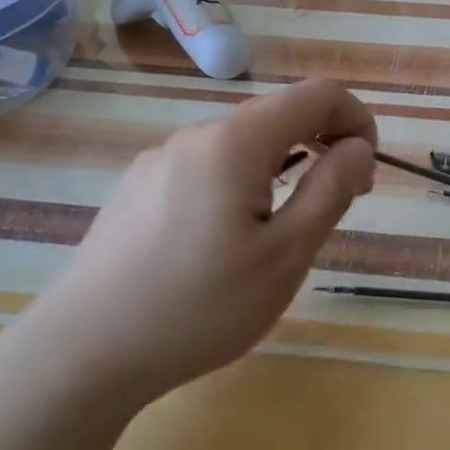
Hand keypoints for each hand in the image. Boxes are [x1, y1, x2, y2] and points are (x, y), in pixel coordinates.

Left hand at [30, 80, 375, 405]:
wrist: (81, 354)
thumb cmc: (199, 307)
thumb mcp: (286, 256)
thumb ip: (330, 191)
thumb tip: (358, 147)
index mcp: (235, 141)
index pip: (316, 95)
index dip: (356, 119)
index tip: (368, 168)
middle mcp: (195, 135)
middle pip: (277, 115)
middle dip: (323, 143)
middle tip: (343, 199)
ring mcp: (160, 160)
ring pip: (242, 143)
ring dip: (284, 164)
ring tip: (290, 223)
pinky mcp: (138, 188)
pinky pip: (208, 166)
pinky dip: (243, 181)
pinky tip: (231, 236)